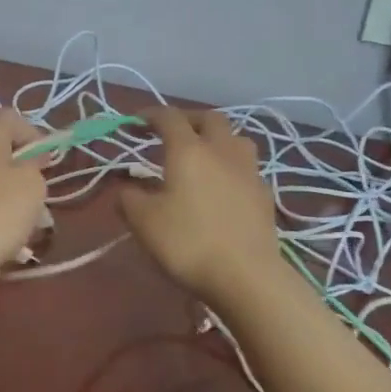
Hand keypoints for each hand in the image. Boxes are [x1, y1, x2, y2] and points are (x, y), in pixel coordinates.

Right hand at [120, 108, 281, 302]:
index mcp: (189, 150)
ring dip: (217, 139)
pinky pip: (247, 168)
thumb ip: (128, 198)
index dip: (150, 114)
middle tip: (172, 133)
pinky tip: (223, 186)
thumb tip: (125, 188)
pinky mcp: (265, 195)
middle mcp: (222, 151)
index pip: (169, 117)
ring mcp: (249, 172)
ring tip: (203, 155)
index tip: (135, 121)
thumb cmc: (188, 242)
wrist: (247, 276)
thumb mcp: (143, 221)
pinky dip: (231, 167)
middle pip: (210, 118)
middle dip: (189, 119)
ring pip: (236, 139)